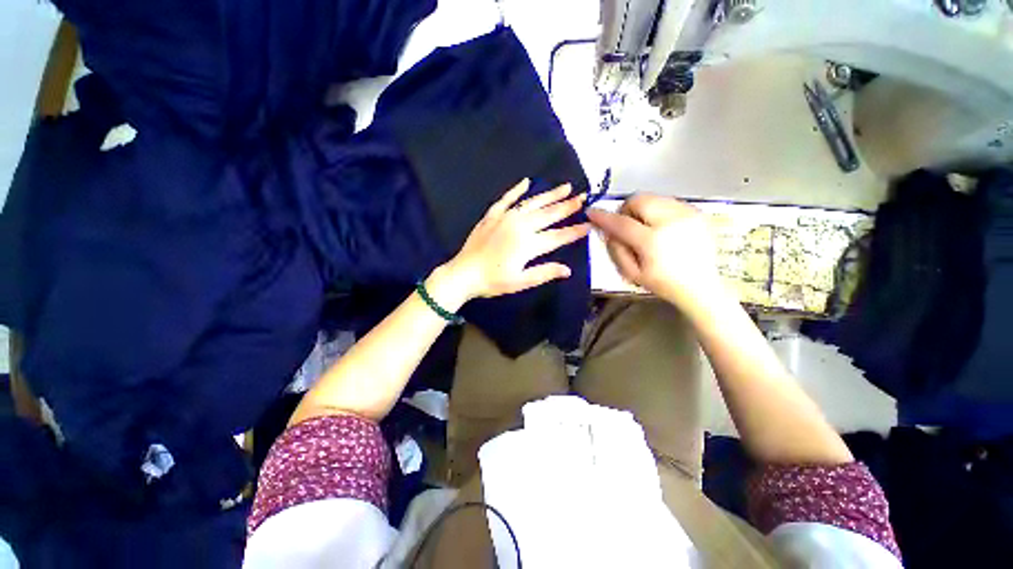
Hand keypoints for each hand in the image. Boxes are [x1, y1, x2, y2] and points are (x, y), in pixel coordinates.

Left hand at [444, 179, 590, 299]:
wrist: (464, 274)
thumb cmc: (493, 281)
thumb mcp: (520, 282)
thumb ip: (544, 273)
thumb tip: (568, 269)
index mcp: (528, 244)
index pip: (557, 236)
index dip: (574, 231)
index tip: (589, 224)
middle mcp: (520, 226)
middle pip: (548, 214)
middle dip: (567, 206)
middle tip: (583, 197)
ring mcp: (505, 218)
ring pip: (532, 203)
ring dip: (549, 195)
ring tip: (565, 187)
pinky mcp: (492, 216)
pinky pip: (506, 199)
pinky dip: (516, 190)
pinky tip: (526, 182)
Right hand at [587, 194, 722, 310]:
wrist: (702, 286)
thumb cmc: (663, 284)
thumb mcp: (632, 273)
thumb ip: (616, 250)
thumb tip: (608, 230)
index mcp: (653, 242)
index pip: (621, 223)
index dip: (604, 217)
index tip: (592, 212)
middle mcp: (672, 221)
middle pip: (639, 199)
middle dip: (626, 209)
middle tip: (625, 224)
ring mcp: (687, 214)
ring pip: (654, 197)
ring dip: (642, 209)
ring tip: (644, 226)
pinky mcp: (697, 212)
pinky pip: (668, 201)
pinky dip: (658, 210)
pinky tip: (661, 227)